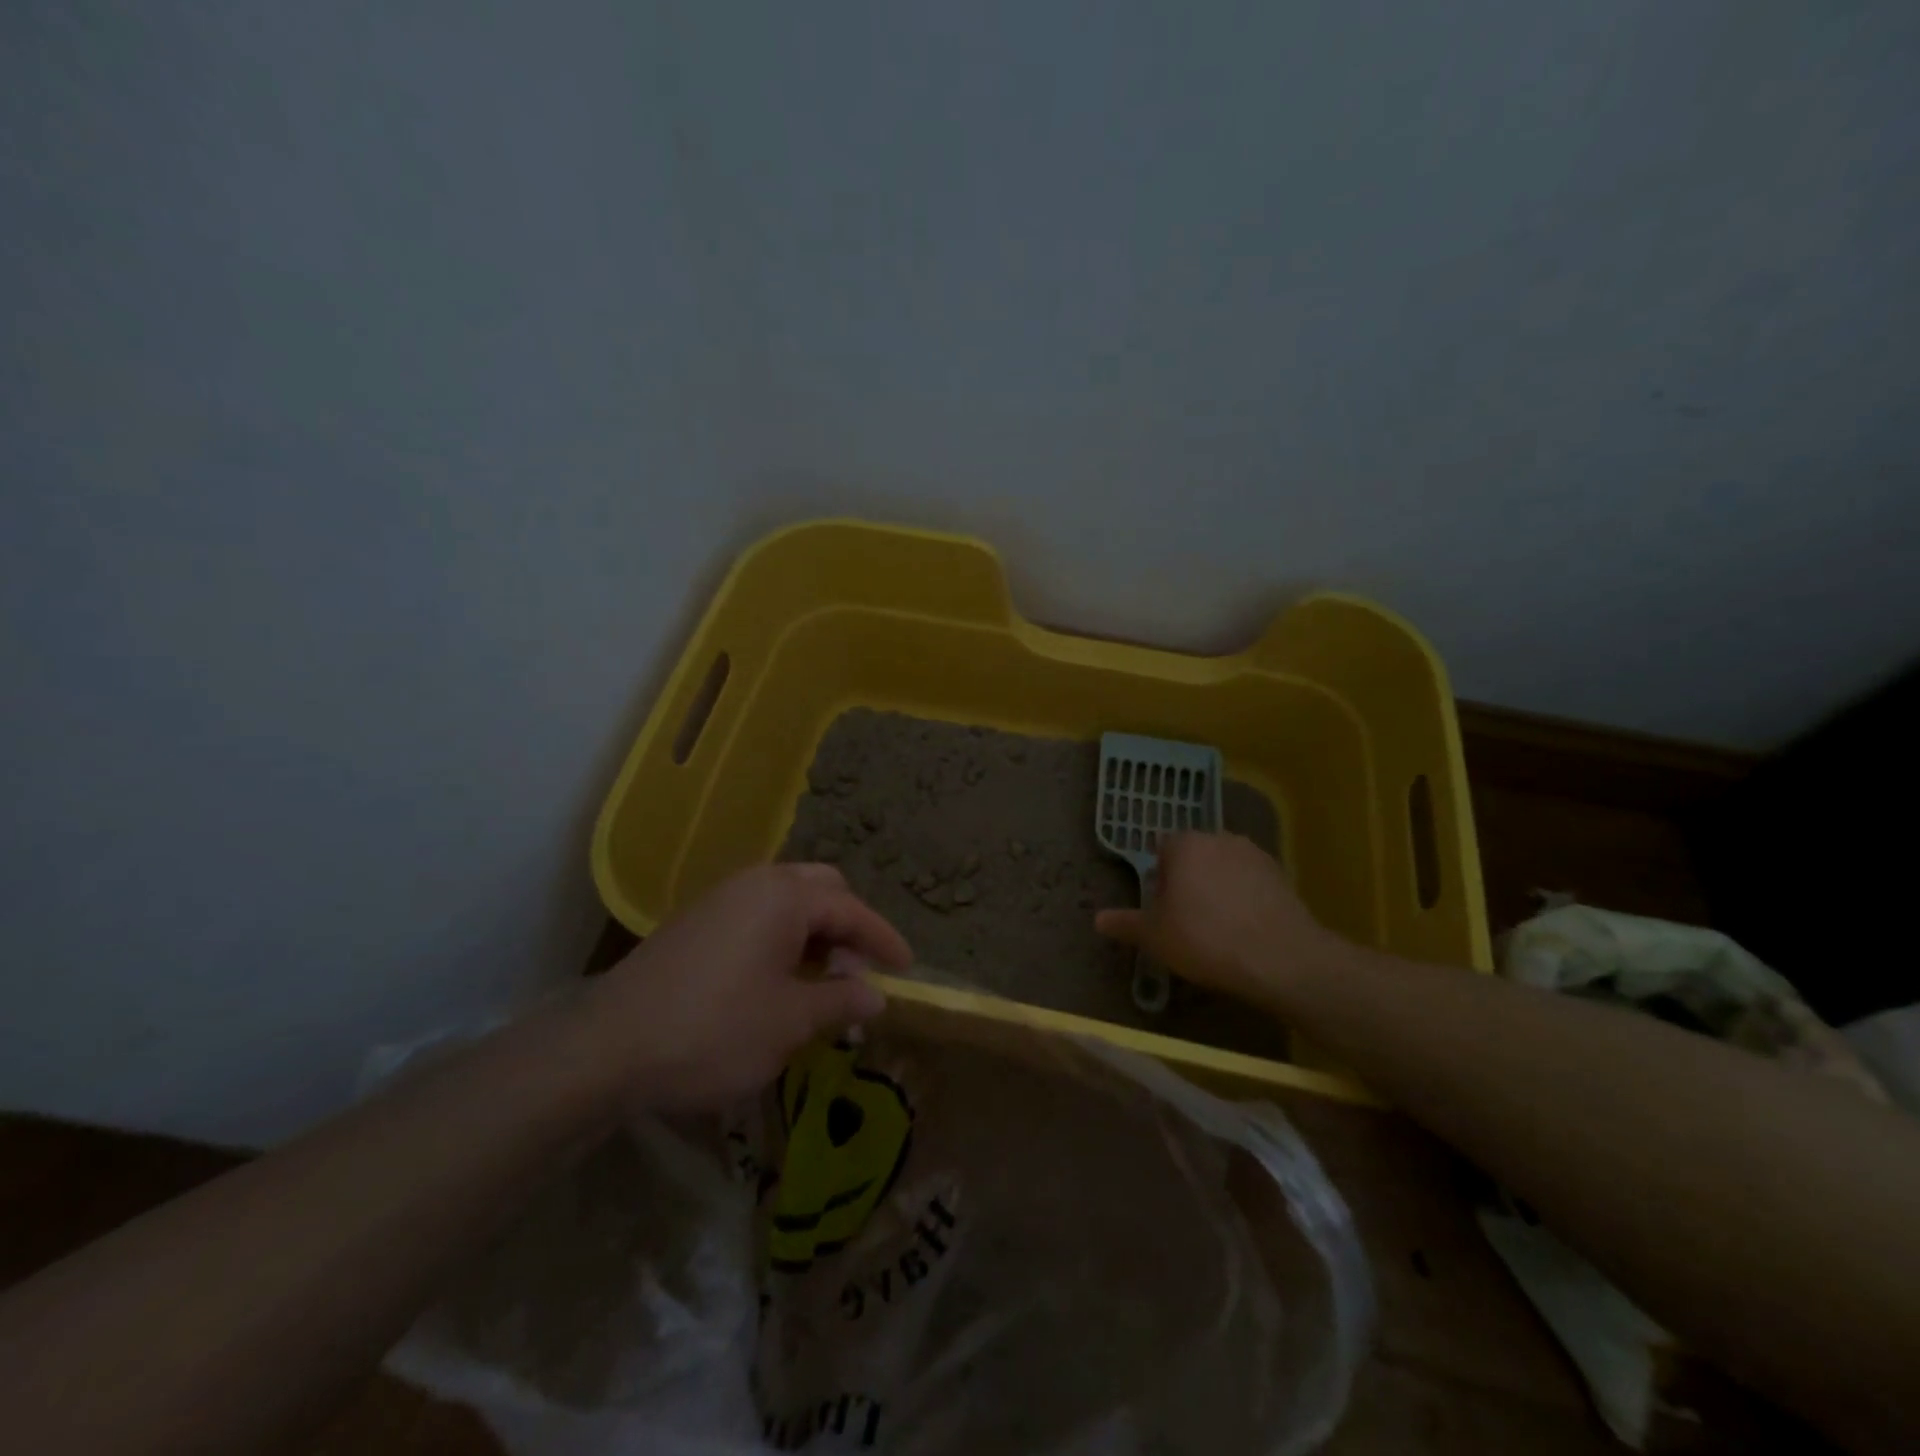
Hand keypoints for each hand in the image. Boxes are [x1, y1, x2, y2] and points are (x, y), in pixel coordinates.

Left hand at [578, 864, 911, 1110]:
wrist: (608, 1047)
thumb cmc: (714, 1029)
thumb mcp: (790, 1022)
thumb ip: (841, 1001)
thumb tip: (876, 996)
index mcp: (785, 896)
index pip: (852, 909)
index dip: (884, 939)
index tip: (906, 968)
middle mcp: (755, 884)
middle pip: (821, 890)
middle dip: (848, 928)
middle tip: (859, 972)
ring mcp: (721, 900)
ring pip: (788, 903)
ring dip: (815, 935)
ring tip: (824, 984)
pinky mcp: (696, 923)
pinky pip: (758, 918)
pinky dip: (784, 941)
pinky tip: (780, 983)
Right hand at [1094, 833, 1339, 1006]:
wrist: (1281, 958)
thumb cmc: (1204, 938)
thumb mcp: (1155, 936)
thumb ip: (1126, 924)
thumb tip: (1098, 920)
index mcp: (1185, 845)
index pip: (1162, 849)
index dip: (1160, 878)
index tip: (1163, 908)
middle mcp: (1220, 838)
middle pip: (1195, 856)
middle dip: (1189, 880)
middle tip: (1187, 920)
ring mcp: (1255, 855)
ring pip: (1225, 868)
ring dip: (1219, 888)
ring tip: (1219, 928)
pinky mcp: (1282, 876)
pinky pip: (1253, 884)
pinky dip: (1246, 899)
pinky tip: (1246, 931)